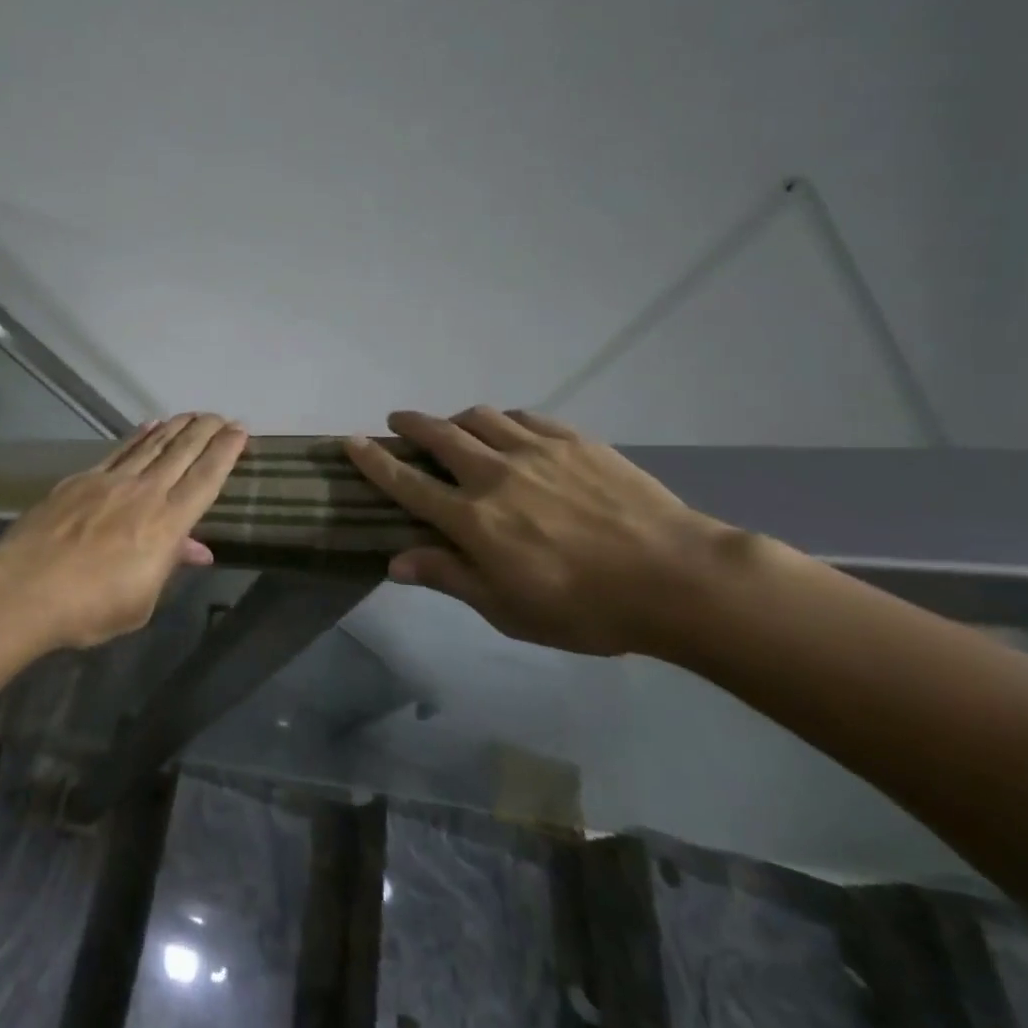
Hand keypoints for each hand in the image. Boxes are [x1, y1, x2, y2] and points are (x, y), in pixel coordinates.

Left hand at [0, 412, 249, 648]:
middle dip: (205, 431)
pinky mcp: (82, 478)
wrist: (27, 589)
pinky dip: (139, 436)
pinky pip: (120, 450)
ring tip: (192, 414)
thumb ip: (168, 565)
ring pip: (153, 445)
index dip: (225, 453)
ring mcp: (111, 481)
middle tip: (221, 416)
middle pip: (183, 453)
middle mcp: (145, 493)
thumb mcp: (141, 600)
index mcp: (167, 524)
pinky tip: (149, 425)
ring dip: (176, 428)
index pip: (206, 480)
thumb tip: (196, 548)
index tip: (240, 431)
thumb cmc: (90, 607)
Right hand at [343, 408, 729, 655]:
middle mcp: (494, 474)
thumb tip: (395, 562)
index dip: (373, 462)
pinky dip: (503, 419)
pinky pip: (524, 417)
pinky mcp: (574, 440)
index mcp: (473, 519)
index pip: (407, 482)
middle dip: (410, 424)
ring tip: (454, 427)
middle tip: (398, 422)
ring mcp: (535, 451)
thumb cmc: (586, 608)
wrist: (677, 577)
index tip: (350, 441)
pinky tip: (508, 429)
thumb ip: (450, 577)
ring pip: (479, 417)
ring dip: (456, 418)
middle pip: (438, 435)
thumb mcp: (508, 610)